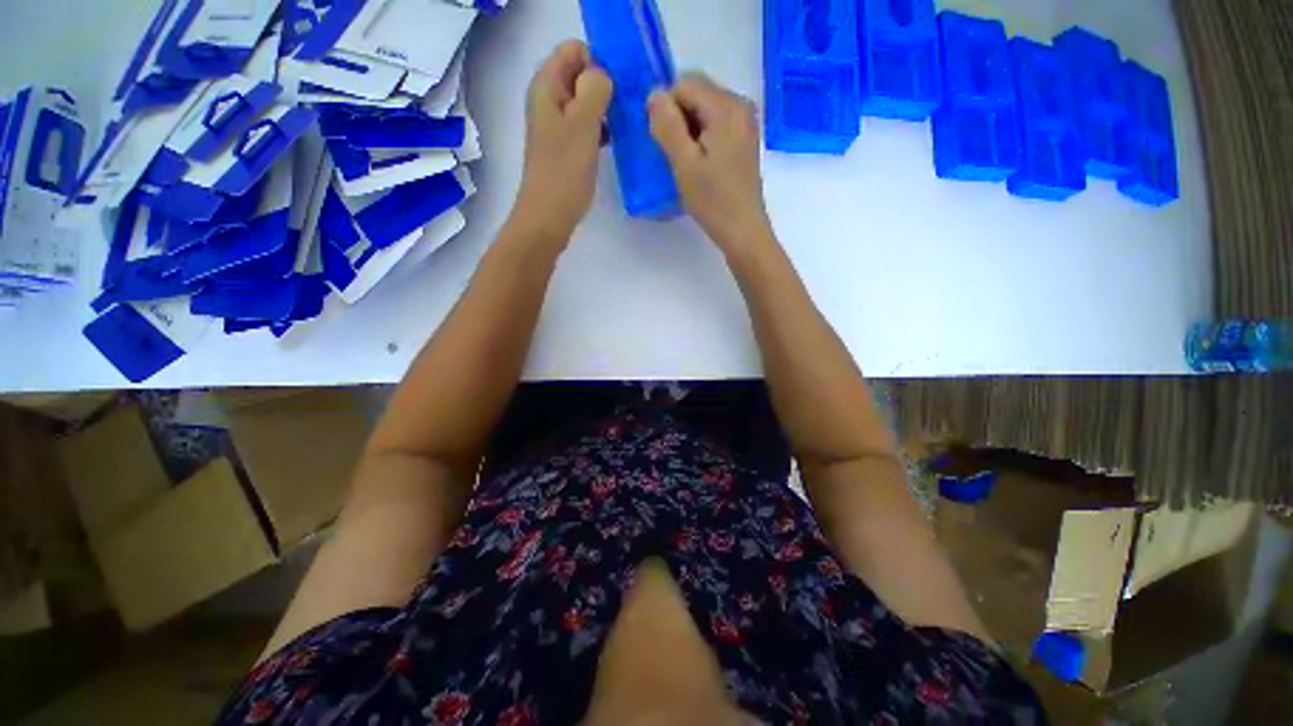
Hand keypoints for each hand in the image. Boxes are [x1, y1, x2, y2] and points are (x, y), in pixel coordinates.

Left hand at [514, 40, 612, 244]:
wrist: (549, 217)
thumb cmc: (564, 172)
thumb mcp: (582, 124)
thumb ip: (594, 90)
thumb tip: (603, 75)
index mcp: (546, 87)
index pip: (574, 50)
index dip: (599, 61)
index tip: (620, 87)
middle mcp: (549, 101)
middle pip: (580, 74)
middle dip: (605, 84)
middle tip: (628, 107)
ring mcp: (557, 126)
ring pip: (585, 102)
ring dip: (606, 108)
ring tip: (627, 124)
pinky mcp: (565, 148)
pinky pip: (586, 126)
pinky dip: (601, 128)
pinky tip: (616, 141)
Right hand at [647, 75, 771, 253]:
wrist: (743, 230)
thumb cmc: (713, 201)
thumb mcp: (684, 164)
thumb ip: (668, 126)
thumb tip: (654, 93)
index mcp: (726, 108)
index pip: (684, 84)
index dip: (667, 108)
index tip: (664, 143)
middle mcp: (740, 105)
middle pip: (696, 93)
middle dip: (678, 117)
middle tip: (674, 154)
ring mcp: (745, 122)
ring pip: (704, 109)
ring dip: (688, 129)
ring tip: (686, 161)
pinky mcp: (744, 139)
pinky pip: (715, 123)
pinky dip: (701, 136)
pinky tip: (700, 163)